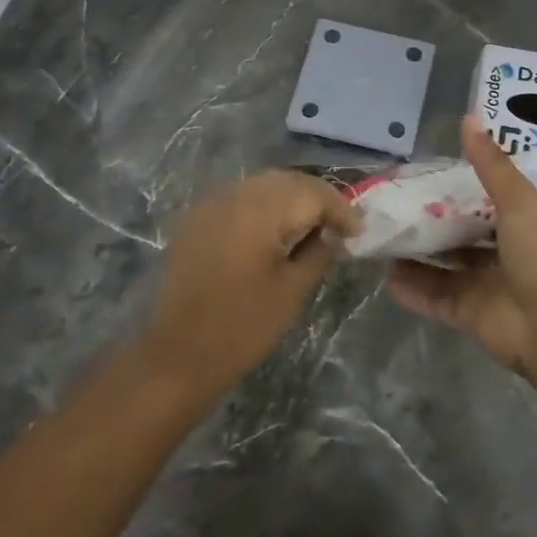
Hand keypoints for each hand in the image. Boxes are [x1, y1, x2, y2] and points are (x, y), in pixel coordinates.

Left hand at [147, 172, 359, 394]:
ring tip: (312, 226)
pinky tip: (276, 230)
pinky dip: (264, 206)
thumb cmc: (243, 327)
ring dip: (291, 199)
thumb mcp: (293, 290)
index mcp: (260, 210)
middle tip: (340, 225)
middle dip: (317, 199)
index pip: (312, 192)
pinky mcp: (196, 218)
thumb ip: (319, 252)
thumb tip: (333, 234)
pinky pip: (239, 198)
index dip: (340, 209)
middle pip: (287, 181)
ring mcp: (210, 203)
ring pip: (263, 185)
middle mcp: (234, 195)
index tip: (358, 232)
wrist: (178, 355)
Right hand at [387, 115, 536, 386]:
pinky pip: (433, 299)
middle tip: (391, 209)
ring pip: (440, 268)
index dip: (453, 191)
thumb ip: (491, 164)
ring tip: (380, 240)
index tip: (420, 177)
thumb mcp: (518, 202)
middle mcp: (498, 255)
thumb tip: (468, 117)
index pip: (480, 203)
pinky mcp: (467, 315)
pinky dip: (411, 290)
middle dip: (427, 225)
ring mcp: (482, 287)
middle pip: (456, 236)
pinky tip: (385, 277)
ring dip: (414, 258)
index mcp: (516, 225)